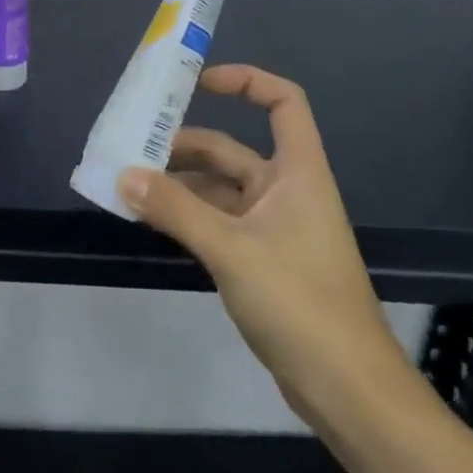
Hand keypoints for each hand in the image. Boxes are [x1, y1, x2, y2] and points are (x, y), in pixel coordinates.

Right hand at [119, 65, 413, 430]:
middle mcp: (287, 192)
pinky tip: (153, 222)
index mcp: (297, 173)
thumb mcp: (230, 248)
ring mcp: (275, 229)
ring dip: (179, 186)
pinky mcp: (264, 262)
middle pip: (233, 150)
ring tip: (130, 187)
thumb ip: (174, 209)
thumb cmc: (299, 302)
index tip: (198, 84)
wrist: (348, 391)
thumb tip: (124, 175)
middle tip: (133, 150)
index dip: (245, 81)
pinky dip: (187, 217)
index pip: (283, 103)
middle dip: (184, 146)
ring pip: (220, 190)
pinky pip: (218, 223)